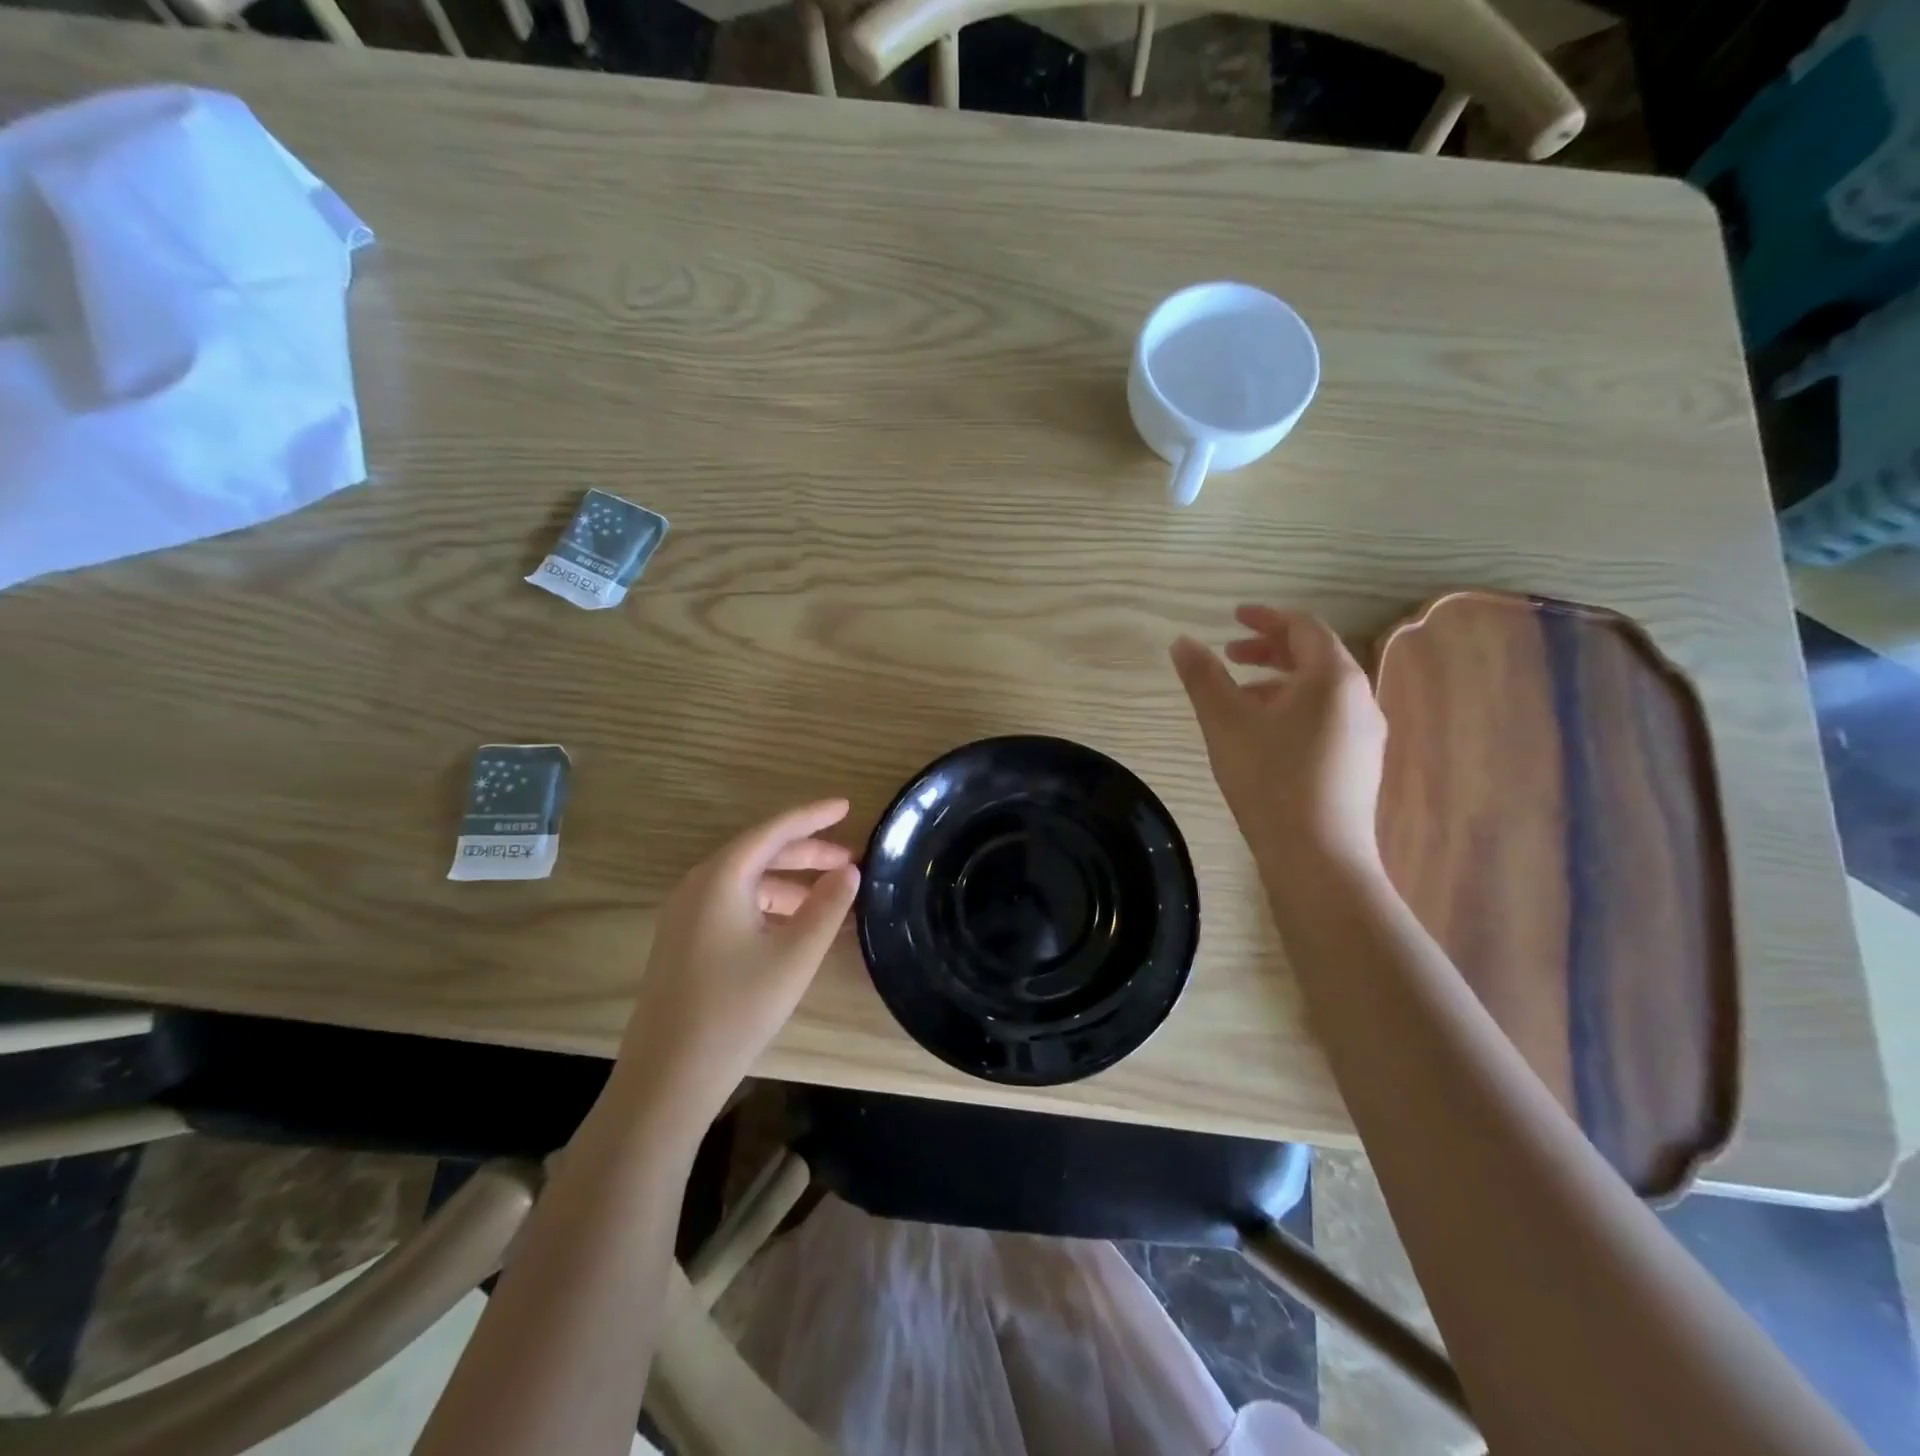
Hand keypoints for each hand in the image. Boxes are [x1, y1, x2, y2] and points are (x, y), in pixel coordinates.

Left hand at [616, 799, 859, 1117]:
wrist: (667, 1077)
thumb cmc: (737, 1008)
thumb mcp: (795, 955)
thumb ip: (828, 906)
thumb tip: (849, 871)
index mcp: (721, 878)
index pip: (774, 831)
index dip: (813, 816)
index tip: (847, 806)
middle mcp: (698, 885)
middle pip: (760, 853)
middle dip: (808, 854)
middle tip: (851, 861)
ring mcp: (686, 914)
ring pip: (748, 882)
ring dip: (791, 884)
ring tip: (832, 901)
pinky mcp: (685, 941)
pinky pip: (735, 906)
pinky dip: (771, 907)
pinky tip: (797, 929)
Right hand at [1171, 606, 1387, 878]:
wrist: (1317, 856)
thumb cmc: (1269, 779)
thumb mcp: (1226, 723)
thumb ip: (1203, 678)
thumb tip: (1182, 642)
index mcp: (1333, 678)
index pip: (1303, 627)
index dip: (1265, 617)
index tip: (1232, 618)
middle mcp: (1359, 697)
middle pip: (1314, 656)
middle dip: (1269, 650)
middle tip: (1228, 655)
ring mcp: (1366, 732)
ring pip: (1320, 691)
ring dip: (1278, 682)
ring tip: (1239, 699)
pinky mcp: (1360, 762)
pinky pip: (1327, 717)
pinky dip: (1294, 709)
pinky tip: (1265, 736)